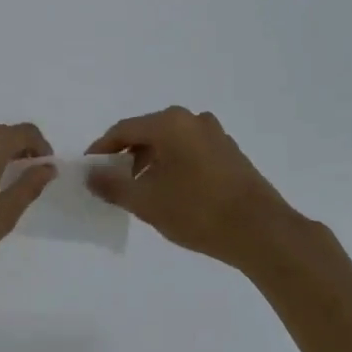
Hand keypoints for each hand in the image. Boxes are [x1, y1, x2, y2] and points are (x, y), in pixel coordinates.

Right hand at [87, 107, 297, 271]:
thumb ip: (114, 185)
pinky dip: (175, 166)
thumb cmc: (198, 211)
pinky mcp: (231, 152)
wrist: (262, 231)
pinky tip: (174, 193)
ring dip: (152, 162)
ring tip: (143, 192)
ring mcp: (215, 134)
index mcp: (170, 123)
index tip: (90, 169)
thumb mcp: (148, 202)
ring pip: (171, 142)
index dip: (103, 148)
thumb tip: (91, 174)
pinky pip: (191, 151)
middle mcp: (192, 119)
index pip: (125, 129)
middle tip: (114, 182)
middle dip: (128, 156)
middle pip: (149, 132)